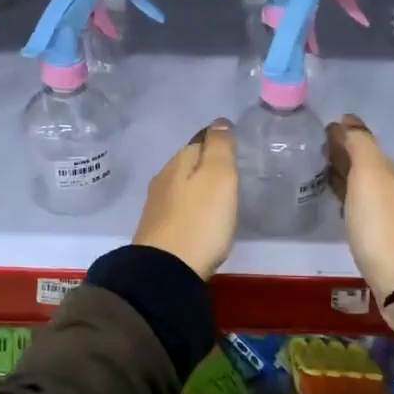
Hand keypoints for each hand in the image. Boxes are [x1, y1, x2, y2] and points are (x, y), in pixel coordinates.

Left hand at [133, 118, 238, 279]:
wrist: (165, 271)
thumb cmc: (199, 220)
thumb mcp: (218, 177)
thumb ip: (220, 147)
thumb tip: (219, 122)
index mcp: (179, 162)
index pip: (200, 140)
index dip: (218, 141)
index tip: (236, 147)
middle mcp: (163, 179)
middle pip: (189, 164)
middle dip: (207, 164)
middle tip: (232, 173)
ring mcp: (157, 207)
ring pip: (182, 186)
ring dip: (198, 187)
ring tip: (221, 196)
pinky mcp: (158, 232)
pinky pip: (179, 209)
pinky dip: (192, 208)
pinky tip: (202, 219)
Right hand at [326, 114, 393, 338]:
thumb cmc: (379, 223)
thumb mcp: (370, 175)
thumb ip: (360, 145)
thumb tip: (348, 121)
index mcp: (385, 169)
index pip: (364, 142)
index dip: (345, 132)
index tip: (321, 125)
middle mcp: (385, 187)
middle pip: (362, 161)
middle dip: (341, 149)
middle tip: (313, 143)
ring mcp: (379, 211)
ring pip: (357, 182)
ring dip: (340, 171)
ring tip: (315, 166)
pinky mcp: (370, 233)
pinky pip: (353, 202)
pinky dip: (341, 193)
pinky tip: (330, 197)